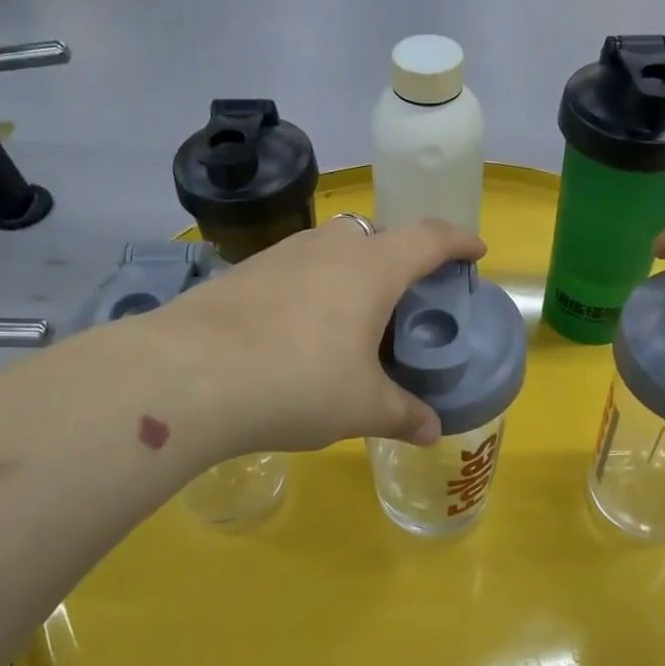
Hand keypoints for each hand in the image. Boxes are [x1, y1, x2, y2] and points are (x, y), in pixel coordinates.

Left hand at [152, 217, 486, 457]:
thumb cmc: (297, 383)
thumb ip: (403, 414)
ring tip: (351, 316)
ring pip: (331, 248)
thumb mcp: (362, 407)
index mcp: (372, 268)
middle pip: (376, 235)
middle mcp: (329, 247)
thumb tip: (431, 430)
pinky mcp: (243, 272)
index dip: (458, 240)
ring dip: (351, 270)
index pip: (428, 236)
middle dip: (399, 257)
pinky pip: (294, 268)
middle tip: (405, 297)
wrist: (189, 376)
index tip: (475, 249)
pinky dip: (311, 287)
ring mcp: (281, 254)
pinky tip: (298, 329)